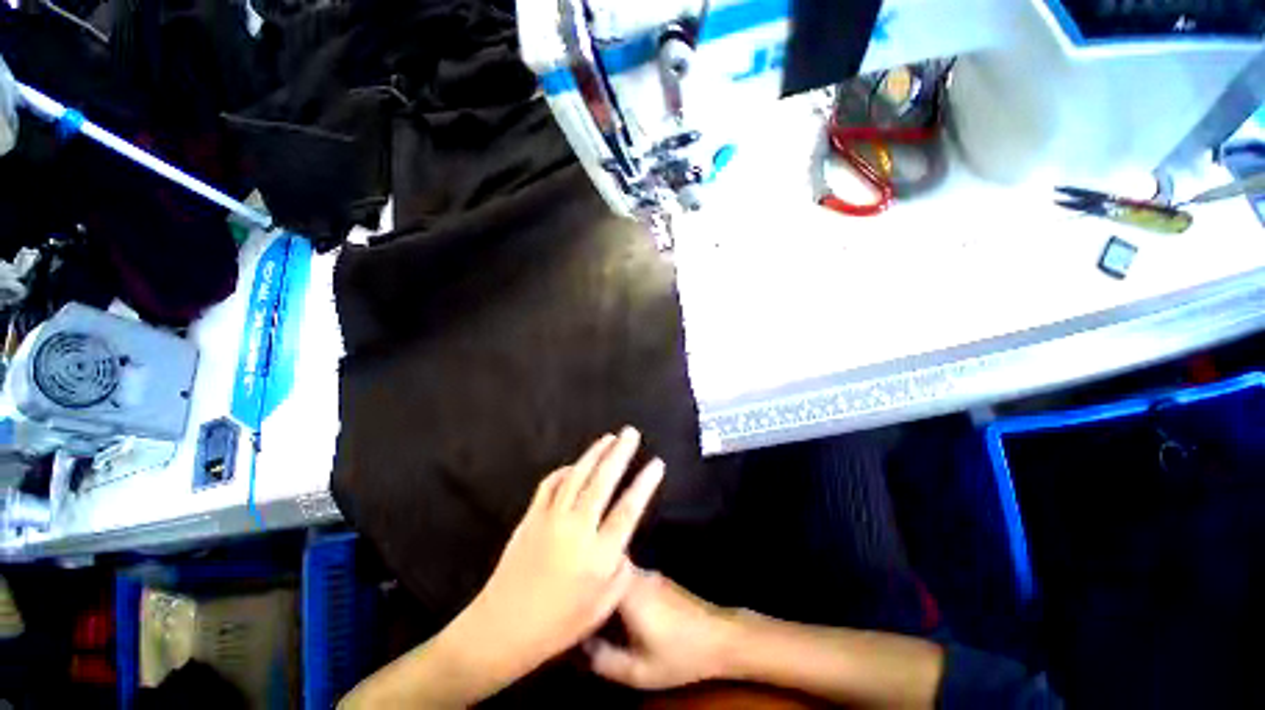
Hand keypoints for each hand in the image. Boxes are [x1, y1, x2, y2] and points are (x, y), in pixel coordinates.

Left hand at [453, 427, 665, 682]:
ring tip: (609, 437)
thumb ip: (620, 572)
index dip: (645, 483)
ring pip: (577, 475)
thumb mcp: (601, 608)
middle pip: (603, 481)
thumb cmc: (557, 625)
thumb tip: (623, 544)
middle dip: (620, 453)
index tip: (657, 463)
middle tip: (631, 433)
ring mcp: (551, 518)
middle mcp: (577, 529)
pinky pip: (550, 483)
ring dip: (595, 453)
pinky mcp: (531, 516)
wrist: (502, 628)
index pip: (628, 509)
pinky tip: (575, 465)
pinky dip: (565, 470)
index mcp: (598, 555)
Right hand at [586, 568, 737, 689]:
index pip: (596, 573)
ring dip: (603, 586)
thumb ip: (605, 661)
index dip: (578, 583)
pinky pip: (629, 578)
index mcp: (630, 591)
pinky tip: (615, 610)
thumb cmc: (680, 654)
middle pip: (605, 569)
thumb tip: (579, 648)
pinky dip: (617, 589)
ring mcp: (650, 575)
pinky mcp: (658, 579)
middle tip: (573, 604)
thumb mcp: (640, 671)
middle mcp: (638, 575)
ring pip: (617, 573)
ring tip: (589, 607)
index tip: (564, 598)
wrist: (720, 637)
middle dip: (589, 583)